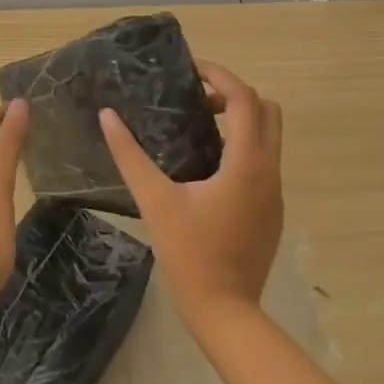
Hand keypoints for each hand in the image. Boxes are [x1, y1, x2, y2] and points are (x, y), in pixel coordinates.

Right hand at [100, 61, 282, 330]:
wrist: (226, 313)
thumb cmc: (190, 254)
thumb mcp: (154, 201)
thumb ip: (130, 155)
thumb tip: (107, 116)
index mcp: (247, 163)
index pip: (244, 98)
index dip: (219, 75)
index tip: (190, 71)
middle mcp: (270, 171)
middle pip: (267, 110)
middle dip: (234, 94)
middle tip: (197, 98)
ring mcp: (276, 193)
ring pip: (269, 136)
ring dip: (241, 120)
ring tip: (198, 125)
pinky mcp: (272, 210)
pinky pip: (264, 161)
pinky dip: (243, 146)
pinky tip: (208, 165)